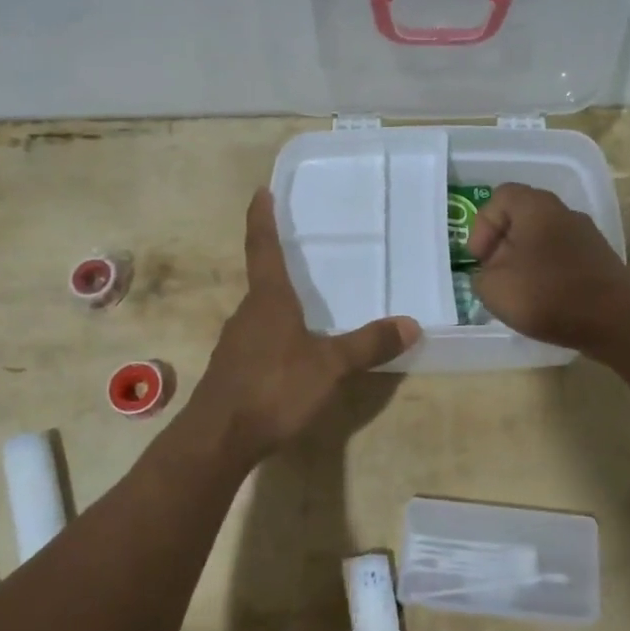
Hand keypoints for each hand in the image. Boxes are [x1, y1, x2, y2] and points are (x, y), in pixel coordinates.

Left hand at [193, 189, 420, 463]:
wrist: (218, 439)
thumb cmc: (274, 388)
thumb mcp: (330, 366)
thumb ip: (368, 344)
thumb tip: (412, 324)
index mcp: (268, 300)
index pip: (263, 247)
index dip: (262, 218)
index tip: (260, 191)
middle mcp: (247, 313)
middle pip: (263, 281)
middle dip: (280, 266)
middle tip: (302, 255)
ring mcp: (235, 343)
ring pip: (260, 314)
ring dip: (279, 306)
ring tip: (306, 308)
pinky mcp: (232, 371)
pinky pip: (258, 341)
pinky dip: (276, 337)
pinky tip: (292, 356)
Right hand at [467, 184, 629, 353]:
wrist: (617, 321)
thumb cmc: (548, 295)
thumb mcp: (493, 288)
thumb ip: (481, 275)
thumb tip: (490, 274)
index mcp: (536, 206)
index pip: (500, 197)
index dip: (482, 226)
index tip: (480, 259)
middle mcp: (564, 212)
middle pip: (522, 219)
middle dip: (502, 247)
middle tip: (494, 276)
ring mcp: (586, 235)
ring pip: (543, 240)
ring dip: (525, 263)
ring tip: (518, 293)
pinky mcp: (600, 260)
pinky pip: (562, 258)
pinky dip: (547, 274)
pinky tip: (545, 301)